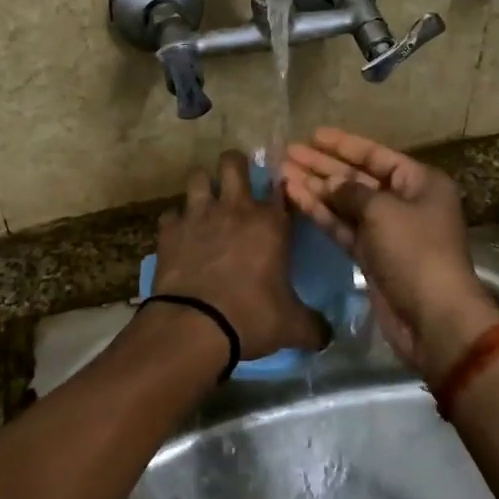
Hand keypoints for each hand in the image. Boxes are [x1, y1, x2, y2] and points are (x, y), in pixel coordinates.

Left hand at [151, 150, 327, 361]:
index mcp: (270, 223)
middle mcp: (235, 208)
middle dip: (235, 165)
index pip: (279, 186)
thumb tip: (328, 335)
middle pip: (233, 162)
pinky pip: (171, 213)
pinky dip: (176, 221)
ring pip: (197, 176)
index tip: (279, 192)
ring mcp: (199, 214)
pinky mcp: (170, 230)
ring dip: (202, 185)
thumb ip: (314, 326)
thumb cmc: (251, 317)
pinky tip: (180, 235)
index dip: (280, 185)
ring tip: (206, 202)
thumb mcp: (292, 326)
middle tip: (237, 182)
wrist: (195, 326)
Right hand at [282, 128, 498, 380]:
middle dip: (324, 166)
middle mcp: (404, 202)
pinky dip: (321, 214)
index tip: (313, 135)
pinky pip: (343, 227)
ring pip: (346, 203)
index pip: (376, 155)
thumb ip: (351, 191)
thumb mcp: (383, 211)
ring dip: (316, 189)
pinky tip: (295, 198)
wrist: (433, 318)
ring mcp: (387, 231)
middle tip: (289, 153)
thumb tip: (330, 184)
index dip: (344, 144)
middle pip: (358, 177)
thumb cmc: (415, 252)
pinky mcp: (371, 257)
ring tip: (282, 174)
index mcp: (420, 183)